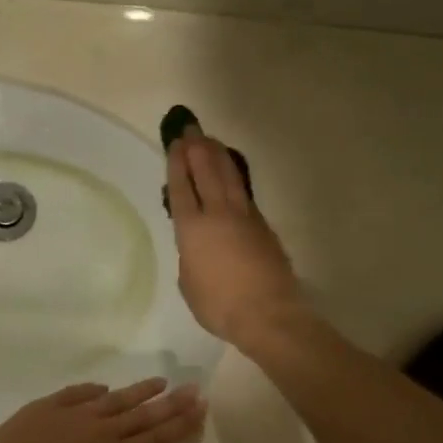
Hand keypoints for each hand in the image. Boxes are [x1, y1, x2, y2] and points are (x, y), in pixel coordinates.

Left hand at [0, 378, 206, 442]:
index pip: (155, 440)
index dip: (179, 425)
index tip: (199, 409)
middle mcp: (100, 433)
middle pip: (143, 415)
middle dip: (171, 402)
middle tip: (193, 388)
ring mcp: (74, 414)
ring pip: (115, 399)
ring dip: (139, 391)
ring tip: (159, 381)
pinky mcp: (48, 405)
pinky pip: (77, 393)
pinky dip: (93, 390)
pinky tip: (102, 388)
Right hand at [166, 129, 303, 342]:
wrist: (267, 313)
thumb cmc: (219, 305)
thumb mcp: (189, 283)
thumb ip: (190, 257)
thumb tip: (198, 246)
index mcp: (192, 229)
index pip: (182, 188)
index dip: (178, 164)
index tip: (176, 143)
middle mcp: (217, 214)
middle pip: (206, 172)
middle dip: (197, 149)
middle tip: (191, 129)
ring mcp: (244, 217)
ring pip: (229, 177)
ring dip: (218, 156)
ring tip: (210, 141)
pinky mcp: (263, 226)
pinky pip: (244, 193)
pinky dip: (234, 177)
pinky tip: (231, 174)